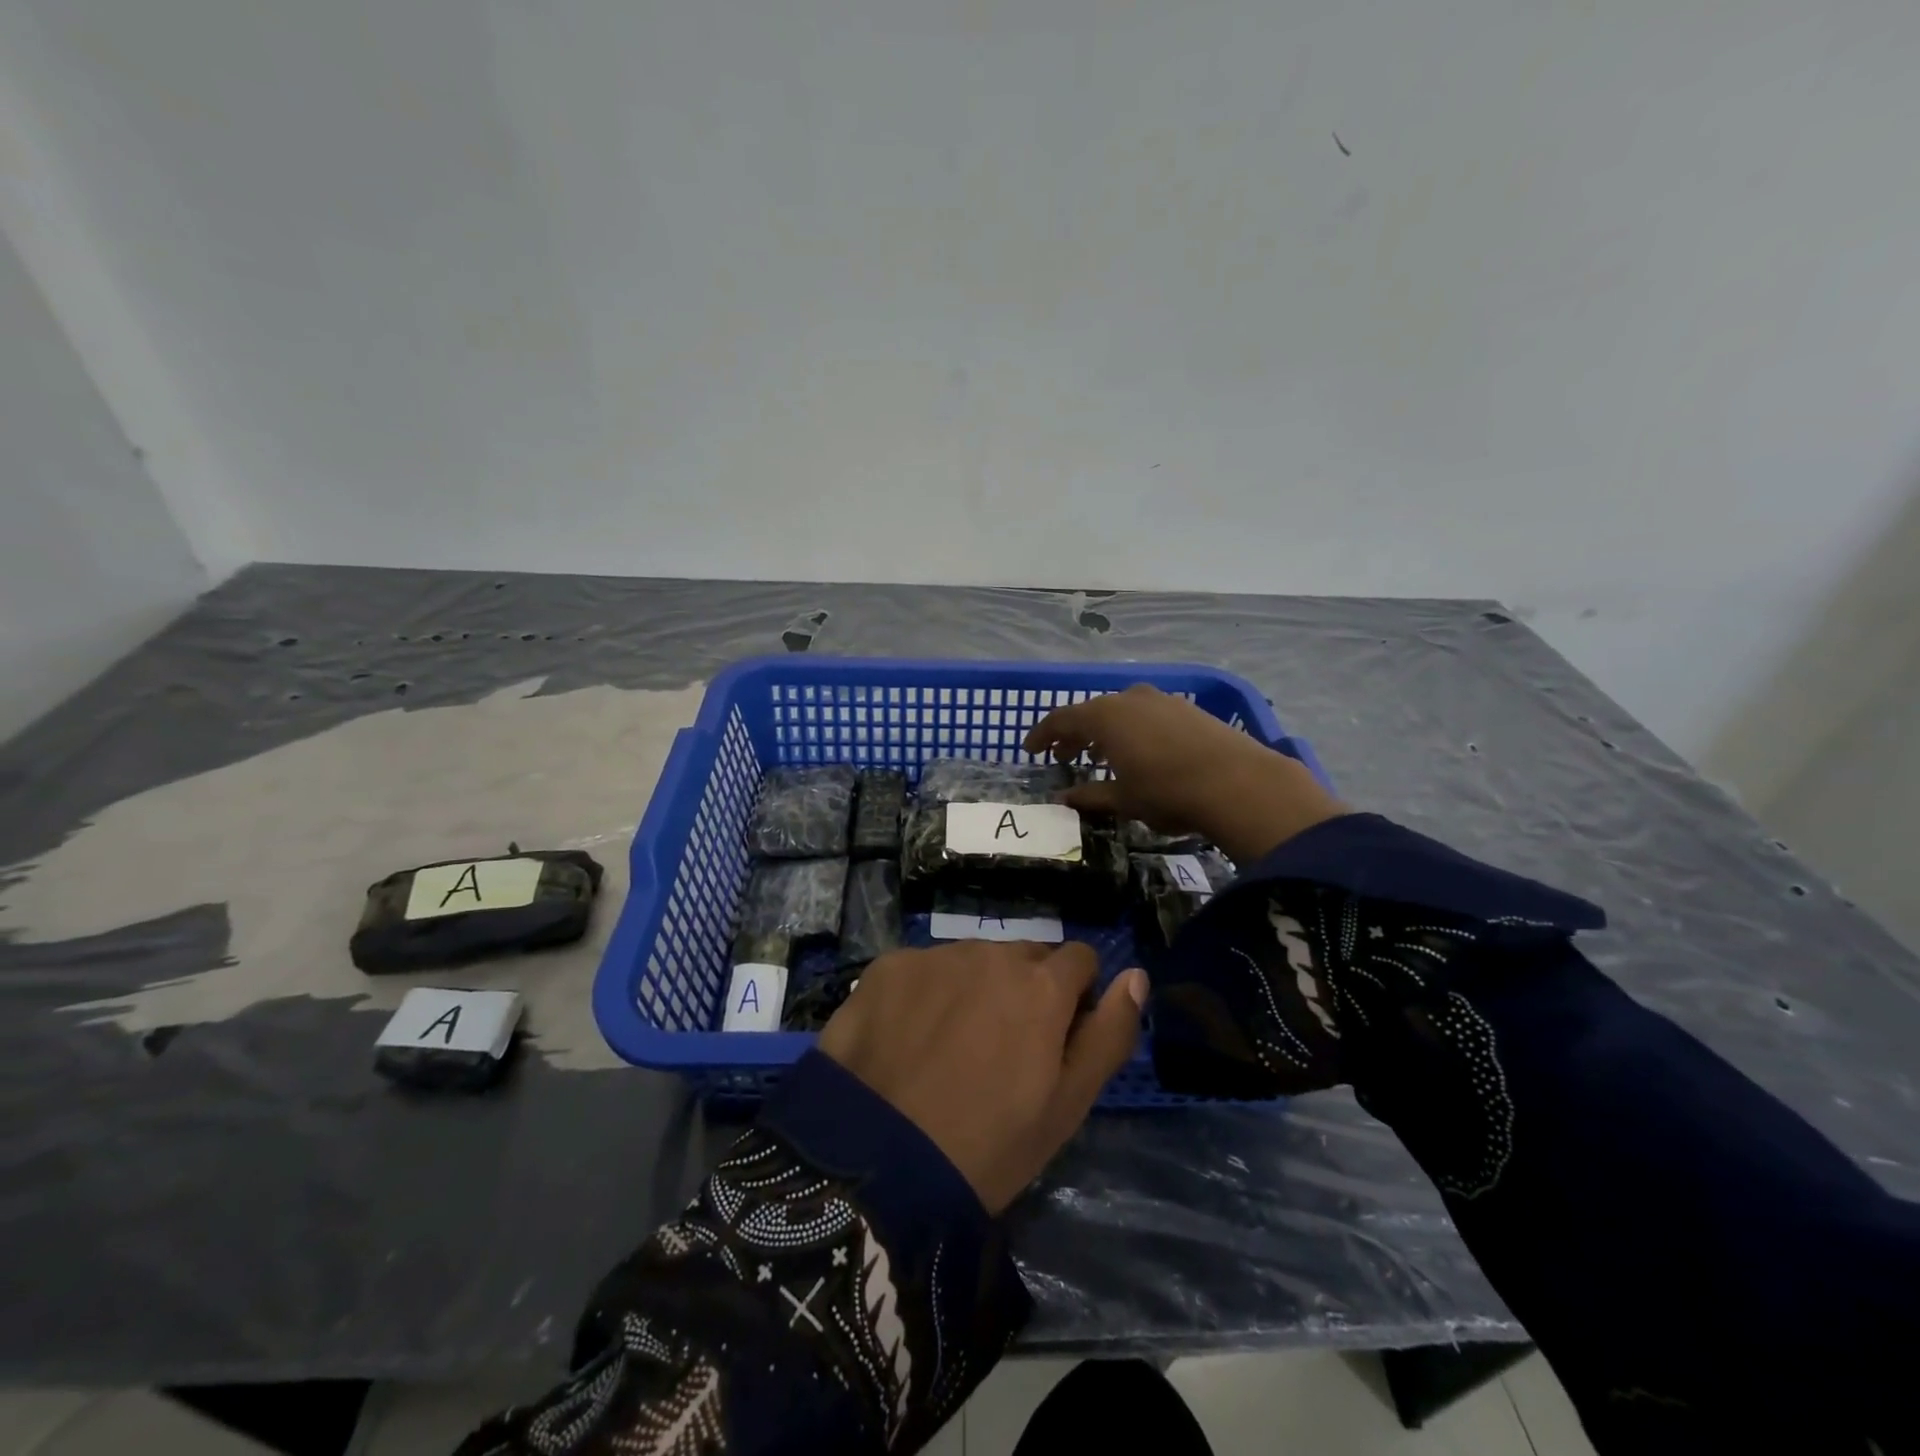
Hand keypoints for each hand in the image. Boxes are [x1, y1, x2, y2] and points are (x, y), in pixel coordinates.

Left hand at [818, 941, 1146, 1213]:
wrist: (874, 1162)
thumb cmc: (988, 1146)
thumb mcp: (1067, 1105)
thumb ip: (1109, 1034)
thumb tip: (1137, 976)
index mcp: (1042, 984)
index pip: (1080, 960)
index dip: (1075, 998)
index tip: (1054, 1039)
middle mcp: (991, 953)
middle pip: (1024, 956)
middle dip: (1024, 989)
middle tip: (1000, 1049)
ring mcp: (935, 956)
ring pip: (973, 960)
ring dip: (974, 988)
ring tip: (950, 1047)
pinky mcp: (888, 966)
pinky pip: (924, 968)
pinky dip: (926, 993)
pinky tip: (907, 1038)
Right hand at [1023, 683, 1346, 862]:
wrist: (1239, 783)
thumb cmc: (1168, 792)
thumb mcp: (1123, 799)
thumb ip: (1089, 796)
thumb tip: (1062, 800)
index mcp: (1105, 717)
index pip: (1061, 719)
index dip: (1043, 734)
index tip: (1030, 749)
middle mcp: (1129, 699)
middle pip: (1091, 712)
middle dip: (1074, 734)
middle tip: (1064, 756)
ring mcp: (1161, 700)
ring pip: (1121, 711)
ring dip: (1105, 732)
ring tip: (1100, 756)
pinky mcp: (1187, 709)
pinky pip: (1146, 714)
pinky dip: (1132, 730)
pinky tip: (1139, 752)